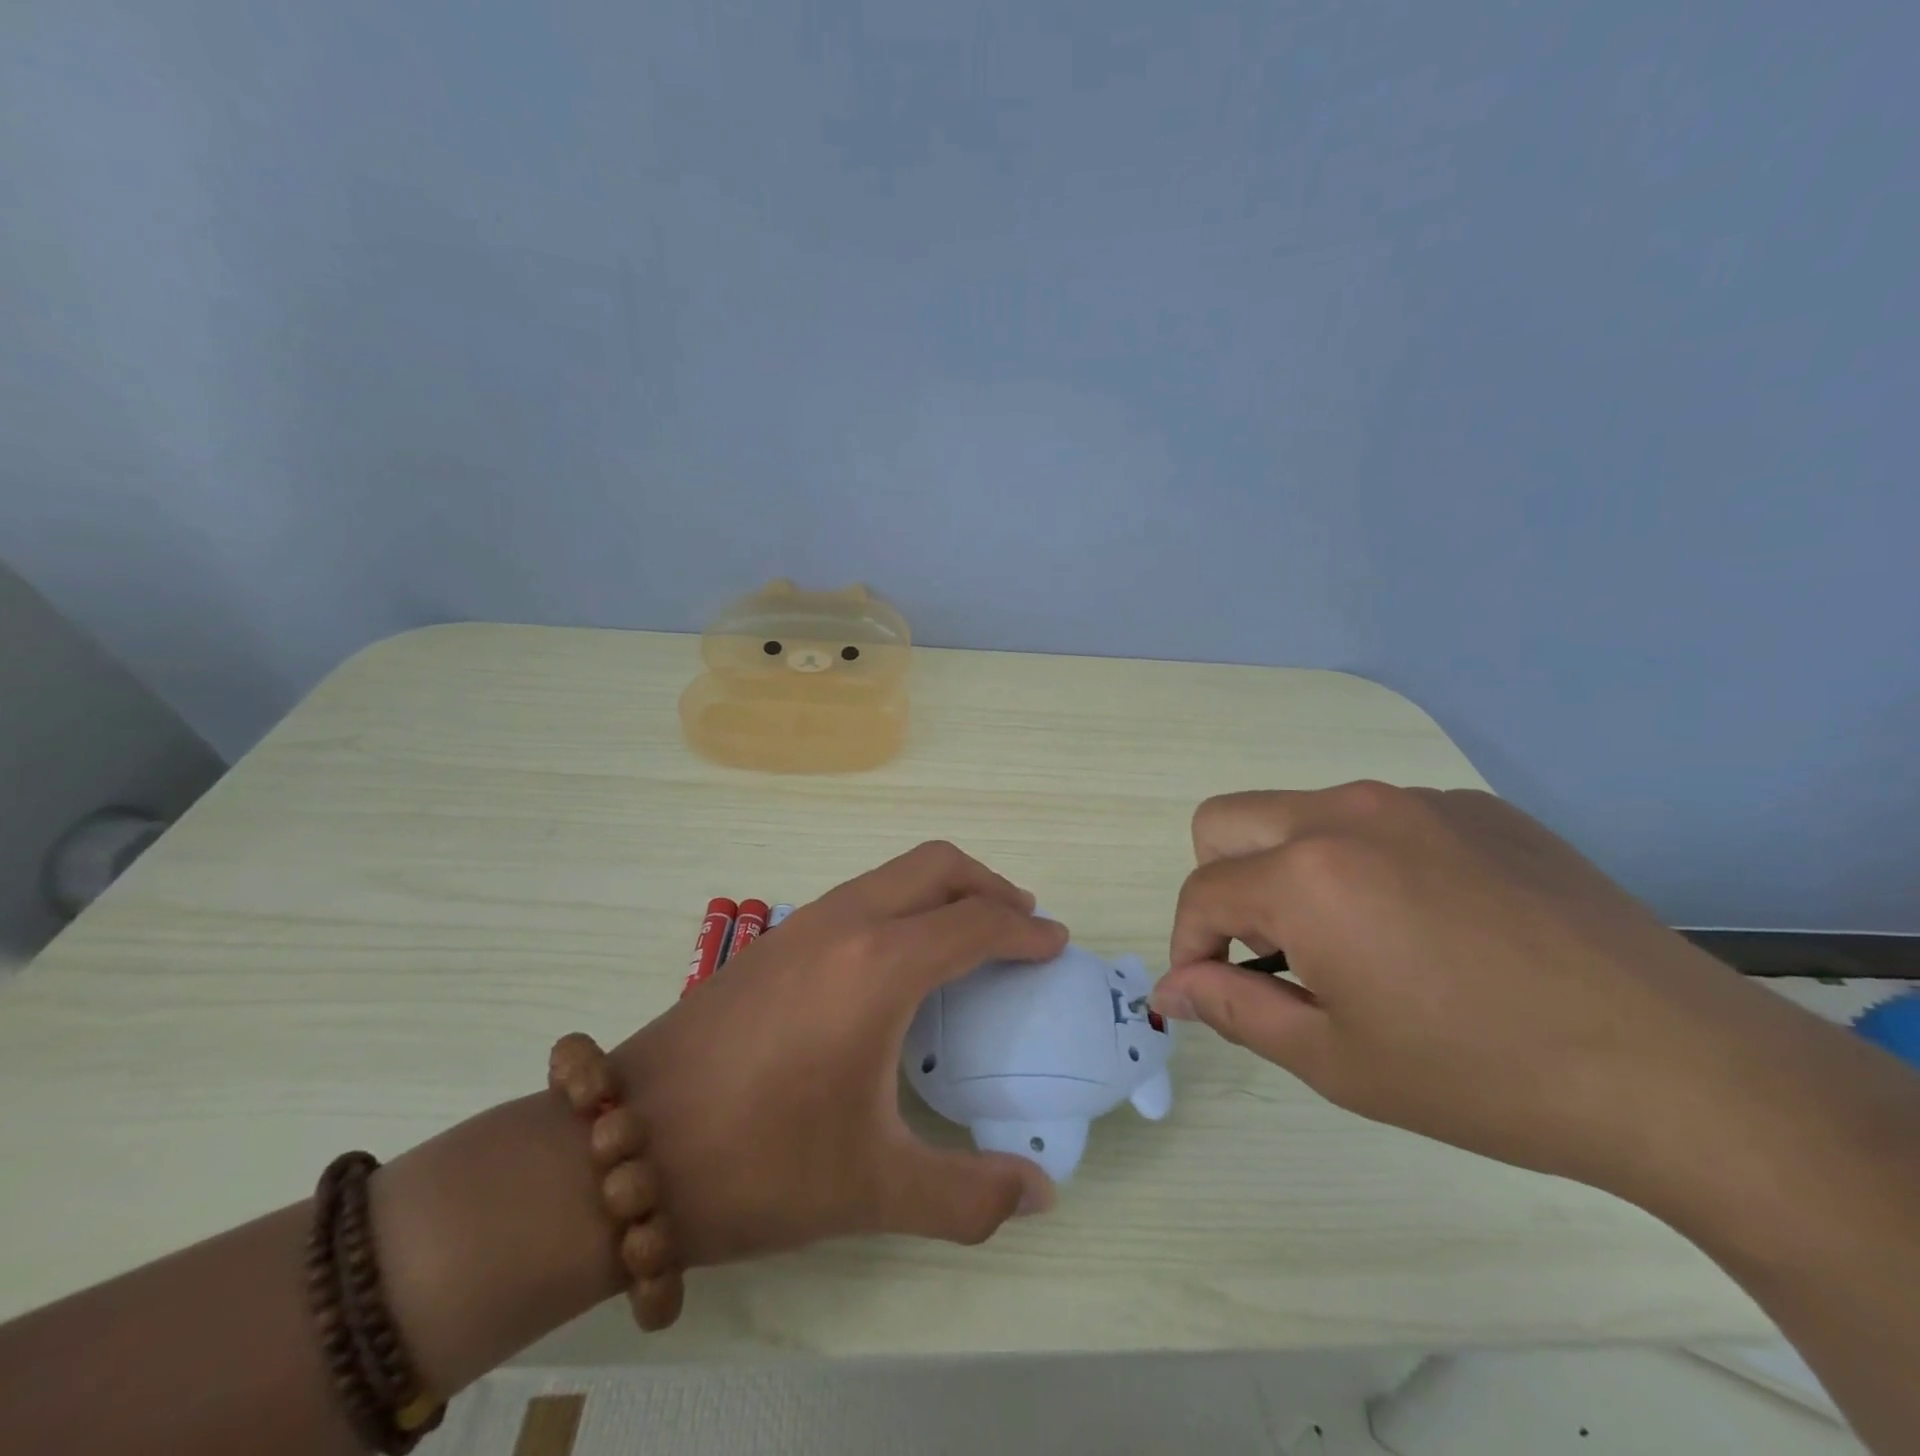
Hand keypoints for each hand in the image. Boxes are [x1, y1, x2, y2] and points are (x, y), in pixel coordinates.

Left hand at [610, 842, 1064, 1265]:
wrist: (626, 1148)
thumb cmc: (758, 1163)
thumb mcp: (872, 1190)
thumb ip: (969, 1195)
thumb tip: (1041, 1195)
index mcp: (880, 966)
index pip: (977, 923)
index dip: (1027, 931)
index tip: (1056, 946)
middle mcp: (847, 923)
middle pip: (937, 866)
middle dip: (990, 886)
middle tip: (1022, 926)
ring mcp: (804, 923)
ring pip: (895, 873)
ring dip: (944, 890)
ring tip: (968, 938)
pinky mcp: (774, 939)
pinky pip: (862, 894)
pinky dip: (904, 904)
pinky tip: (898, 963)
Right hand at [1151, 782, 1879, 1205]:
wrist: (1679, 1067)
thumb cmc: (1482, 1075)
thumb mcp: (1335, 1059)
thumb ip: (1232, 1009)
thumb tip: (1169, 988)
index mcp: (1307, 874)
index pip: (1201, 893)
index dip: (1189, 948)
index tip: (1210, 992)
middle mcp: (1347, 813)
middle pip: (1225, 822)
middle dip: (1223, 886)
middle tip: (1277, 954)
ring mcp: (1415, 800)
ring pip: (1300, 814)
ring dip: (1293, 871)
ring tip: (1360, 944)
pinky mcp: (1473, 806)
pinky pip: (1378, 818)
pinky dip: (1366, 861)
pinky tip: (1432, 925)